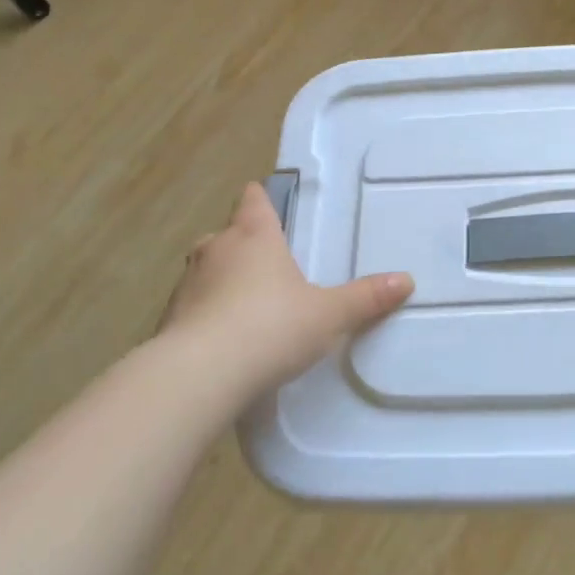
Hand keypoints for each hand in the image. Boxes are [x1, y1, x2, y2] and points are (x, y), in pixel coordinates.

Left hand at [155, 182, 412, 410]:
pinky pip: (193, 308)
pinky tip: (225, 339)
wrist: (199, 376)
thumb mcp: (329, 315)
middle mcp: (216, 252)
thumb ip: (366, 298)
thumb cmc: (271, 327)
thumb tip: (406, 280)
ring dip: (222, 280)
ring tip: (248, 303)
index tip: (262, 197)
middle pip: (227, 235)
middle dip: (243, 244)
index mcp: (254, 238)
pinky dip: (207, 316)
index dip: (259, 198)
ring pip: (206, 271)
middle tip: (268, 261)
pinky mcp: (169, 321)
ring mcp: (187, 286)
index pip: (253, 202)